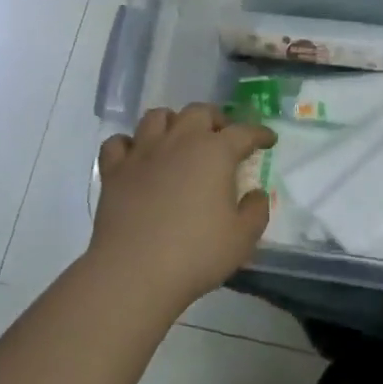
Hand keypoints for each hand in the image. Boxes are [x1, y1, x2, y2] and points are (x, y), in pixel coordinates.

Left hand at [89, 104, 274, 311]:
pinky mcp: (114, 170)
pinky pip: (118, 142)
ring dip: (173, 122)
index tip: (268, 139)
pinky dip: (130, 144)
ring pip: (157, 117)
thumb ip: (256, 211)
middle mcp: (179, 141)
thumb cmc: (196, 253)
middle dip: (215, 119)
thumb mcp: (242, 238)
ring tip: (180, 139)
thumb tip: (255, 194)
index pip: (244, 132)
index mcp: (215, 153)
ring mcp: (142, 153)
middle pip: (198, 112)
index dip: (259, 134)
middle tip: (223, 137)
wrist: (134, 271)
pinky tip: (137, 157)